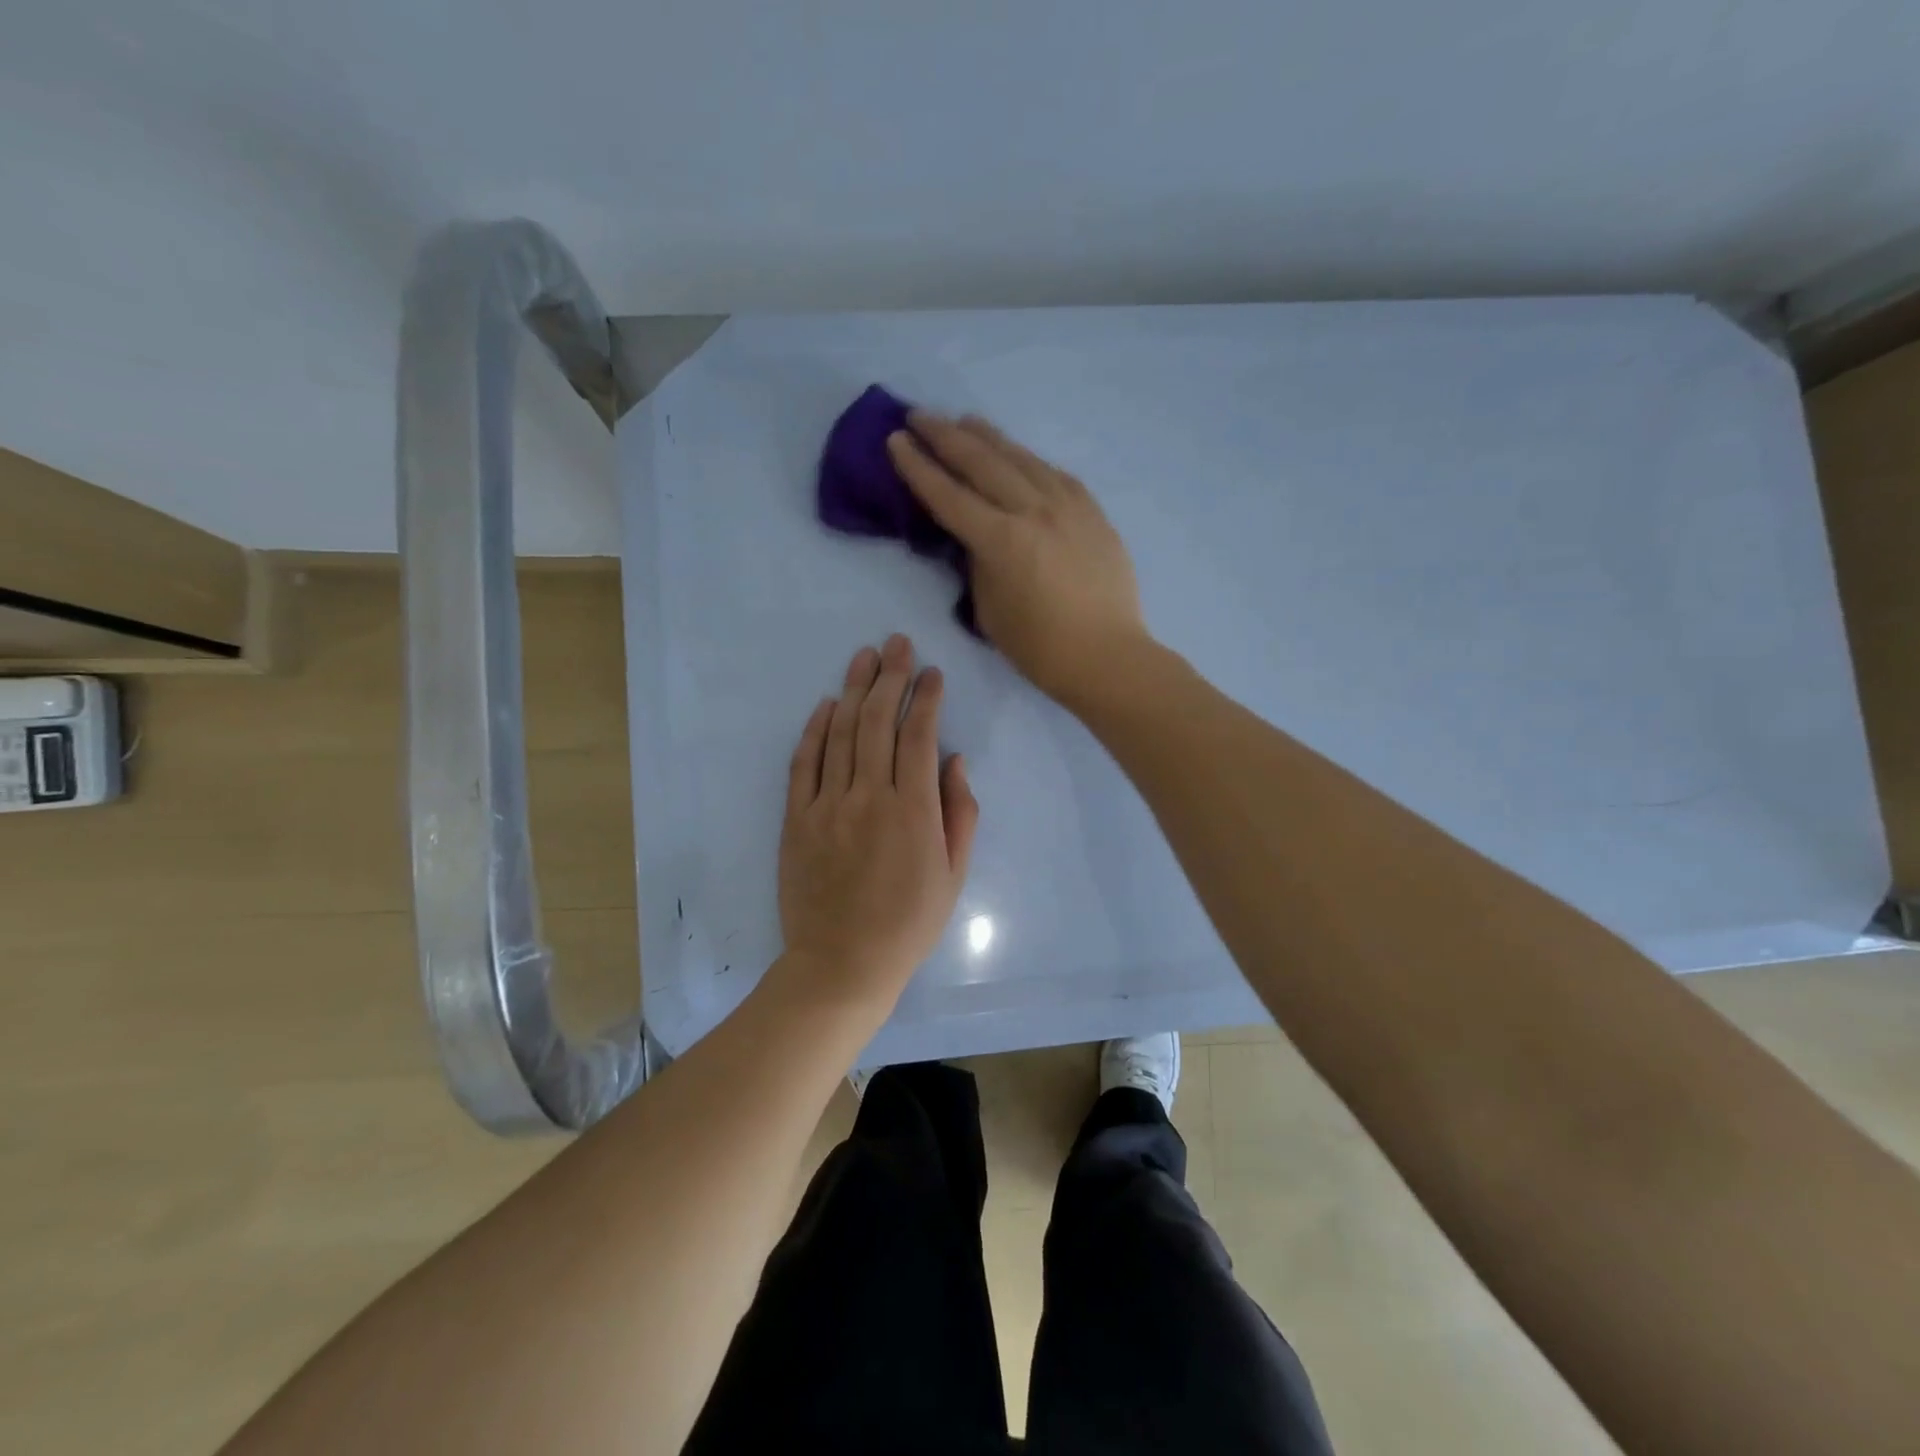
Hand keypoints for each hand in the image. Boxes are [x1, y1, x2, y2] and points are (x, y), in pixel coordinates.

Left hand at [776, 635, 979, 1017]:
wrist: (841, 964)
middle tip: (897, 644)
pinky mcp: (796, 819)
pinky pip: (803, 764)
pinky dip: (814, 730)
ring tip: (864, 657)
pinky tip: (825, 704)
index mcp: (913, 811)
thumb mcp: (954, 875)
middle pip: (877, 722)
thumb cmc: (908, 924)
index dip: (926, 698)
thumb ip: (960, 814)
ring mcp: (826, 806)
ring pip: (840, 733)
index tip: (933, 673)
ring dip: (853, 690)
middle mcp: (869, 797)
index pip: (919, 737)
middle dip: (890, 677)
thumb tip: (954, 760)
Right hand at [887, 412, 1148, 705]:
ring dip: (988, 437)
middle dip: (945, 436)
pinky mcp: (1092, 511)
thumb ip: (978, 563)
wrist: (1107, 656)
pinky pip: (1053, 474)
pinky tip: (1018, 456)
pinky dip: (1028, 461)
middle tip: (919, 416)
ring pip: (1020, 458)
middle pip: (982, 461)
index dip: (917, 466)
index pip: (948, 494)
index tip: (896, 440)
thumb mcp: (989, 609)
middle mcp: (1033, 510)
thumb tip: (976, 535)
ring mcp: (1067, 505)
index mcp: (1001, 540)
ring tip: (965, 421)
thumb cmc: (1040, 647)